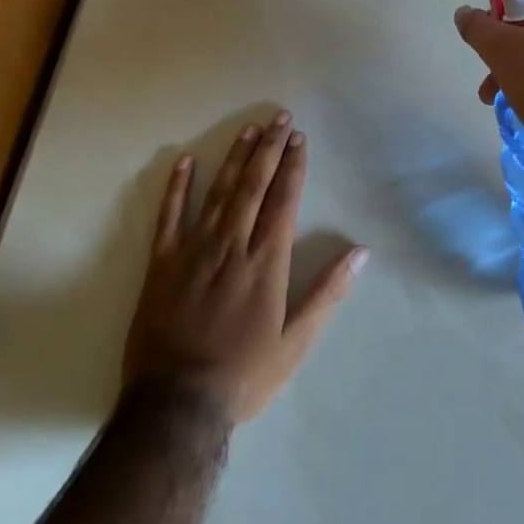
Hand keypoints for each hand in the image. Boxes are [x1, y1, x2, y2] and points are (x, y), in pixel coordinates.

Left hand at [123, 111, 364, 423]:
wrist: (176, 405)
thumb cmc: (244, 374)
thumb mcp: (296, 342)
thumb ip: (327, 293)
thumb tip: (361, 252)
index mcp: (265, 262)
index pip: (283, 201)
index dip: (292, 167)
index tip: (299, 139)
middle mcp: (231, 246)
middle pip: (252, 186)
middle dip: (268, 149)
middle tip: (278, 118)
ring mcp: (193, 251)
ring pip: (218, 193)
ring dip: (234, 158)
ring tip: (248, 129)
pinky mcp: (162, 264)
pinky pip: (168, 217)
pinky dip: (175, 188)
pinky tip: (183, 161)